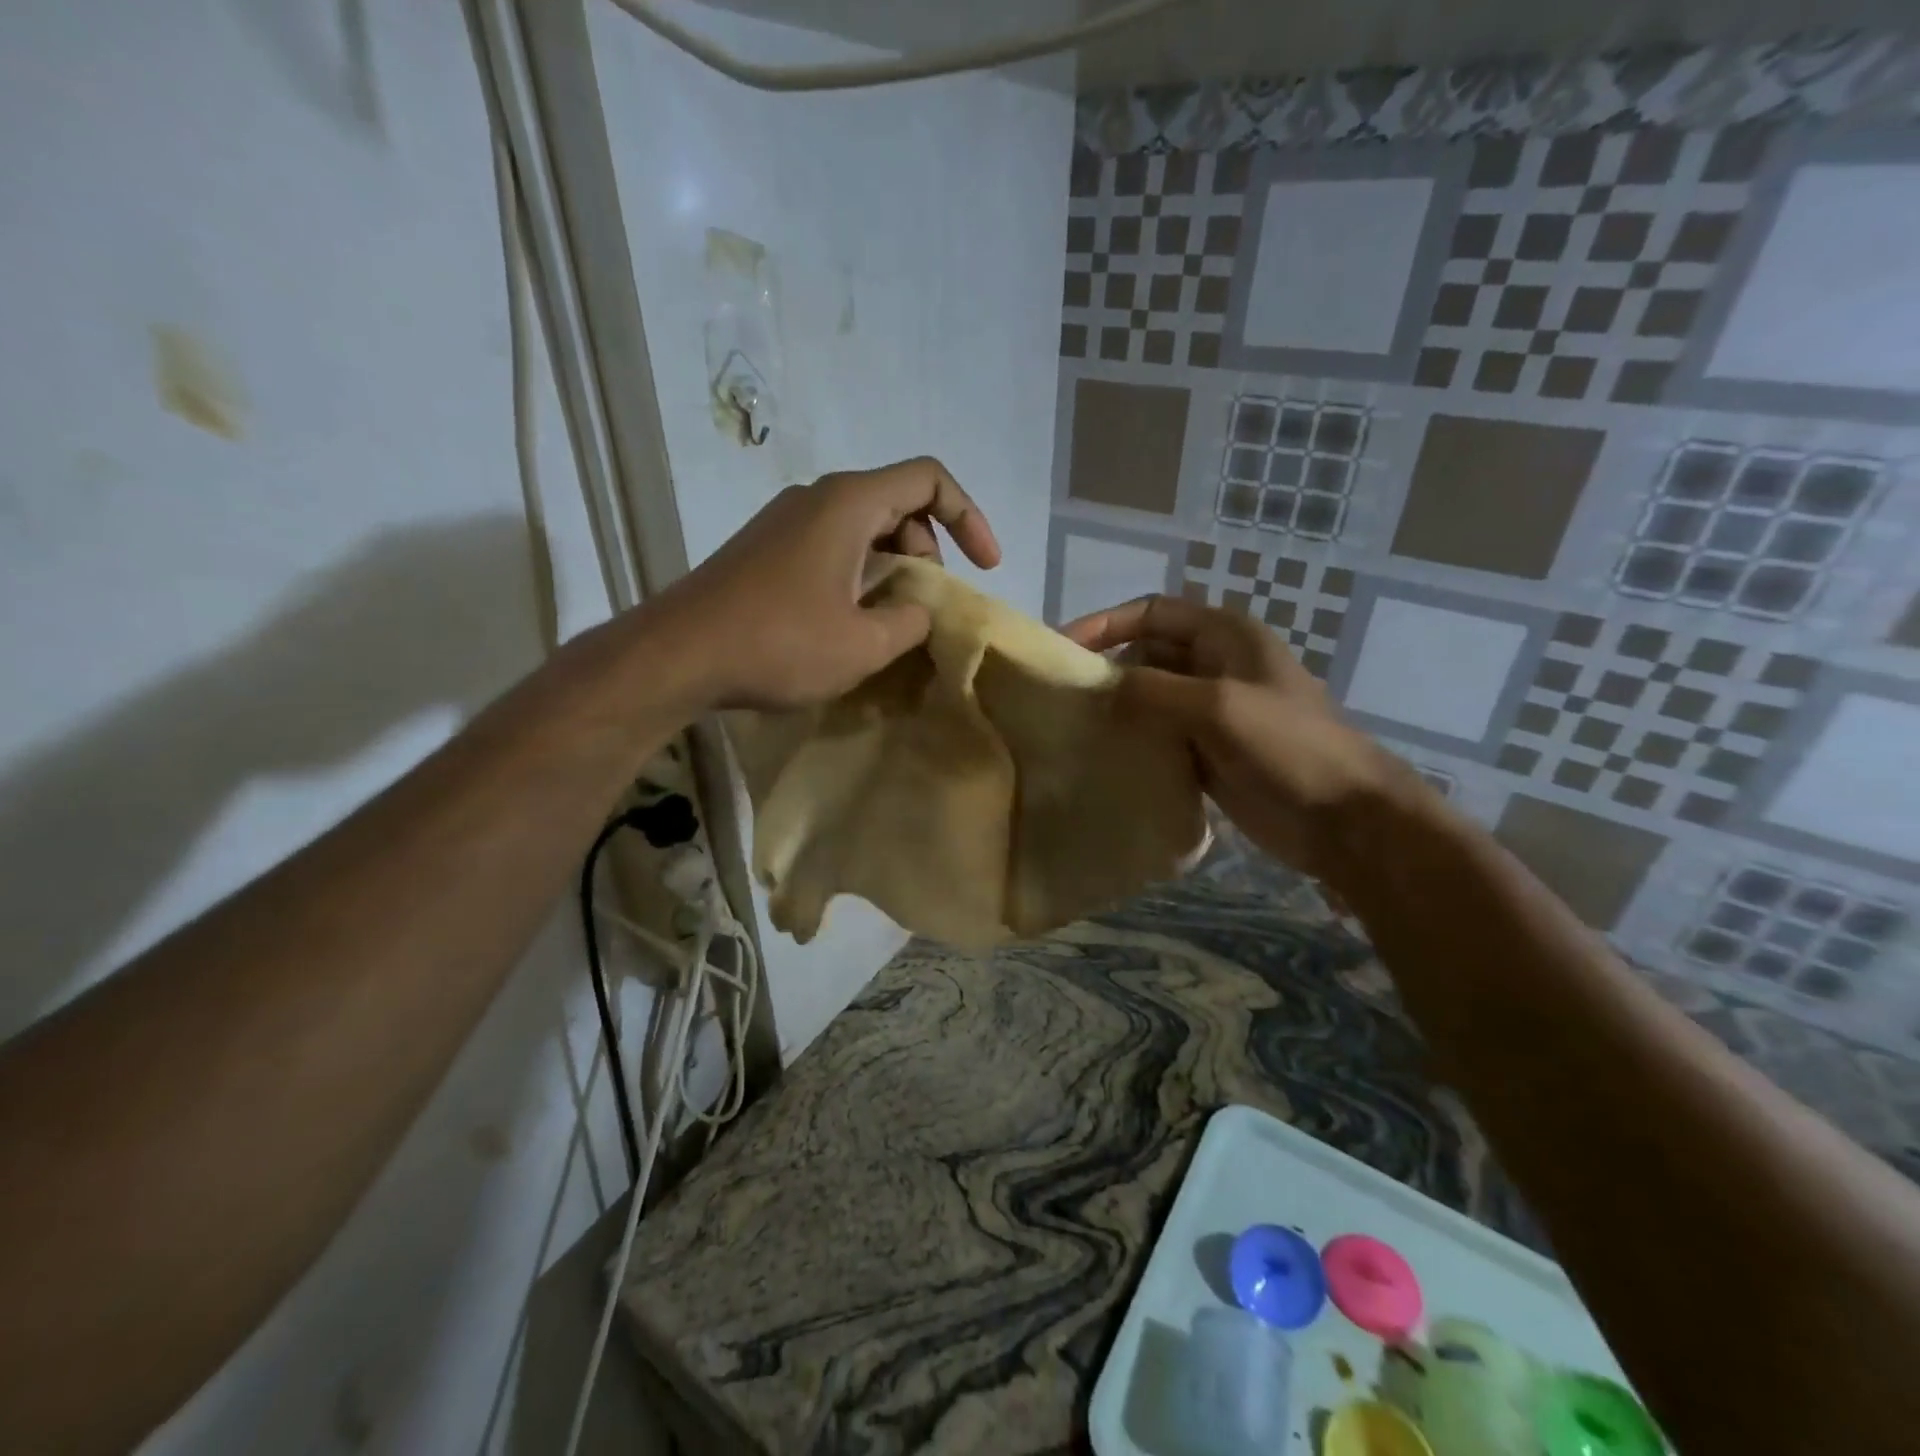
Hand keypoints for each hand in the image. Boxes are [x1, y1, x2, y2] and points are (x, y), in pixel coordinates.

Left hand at [659, 457, 999, 709]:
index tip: (985, 567)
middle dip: (929, 550)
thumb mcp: (864, 644)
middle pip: (897, 503)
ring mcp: (786, 521)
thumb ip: (910, 621)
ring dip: (893, 566)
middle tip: (926, 605)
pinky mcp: (766, 548)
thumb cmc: (778, 643)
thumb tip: (916, 610)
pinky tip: (850, 621)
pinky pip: (832, 546)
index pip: (929, 479)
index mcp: (849, 504)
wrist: (677, 655)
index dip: (969, 517)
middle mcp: (817, 498)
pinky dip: (859, 573)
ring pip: (863, 527)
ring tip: (892, 620)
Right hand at [1060, 594, 1405, 880]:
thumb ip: (1153, 690)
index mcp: (1224, 637)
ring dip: (1117, 709)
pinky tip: (1104, 759)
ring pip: (1149, 699)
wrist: (1342, 817)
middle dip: (1106, 669)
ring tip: (1073, 729)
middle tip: (1062, 698)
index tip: (1062, 648)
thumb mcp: (1218, 706)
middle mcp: (1214, 666)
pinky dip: (1133, 743)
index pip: (1151, 613)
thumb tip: (1099, 687)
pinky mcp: (1208, 752)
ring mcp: (1211, 712)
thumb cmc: (1288, 746)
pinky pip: (1159, 737)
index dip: (1105, 624)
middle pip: (1146, 655)